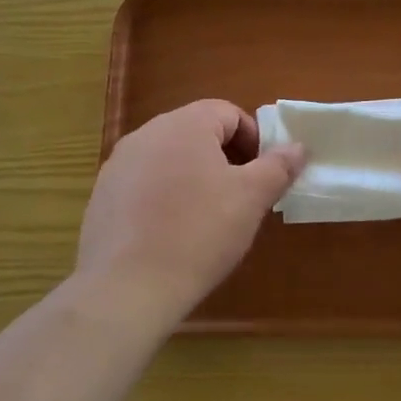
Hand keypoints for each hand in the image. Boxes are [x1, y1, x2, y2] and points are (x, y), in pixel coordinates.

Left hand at [77, 100, 303, 322]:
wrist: (128, 288)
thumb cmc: (199, 233)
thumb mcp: (251, 198)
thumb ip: (278, 166)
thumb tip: (297, 147)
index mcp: (184, 125)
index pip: (228, 113)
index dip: (254, 140)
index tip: (263, 175)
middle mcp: (146, 134)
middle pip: (197, 132)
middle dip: (226, 158)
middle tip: (241, 196)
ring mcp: (118, 165)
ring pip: (170, 158)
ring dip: (195, 177)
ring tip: (208, 217)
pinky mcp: (102, 196)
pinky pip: (144, 184)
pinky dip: (165, 197)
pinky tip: (173, 233)